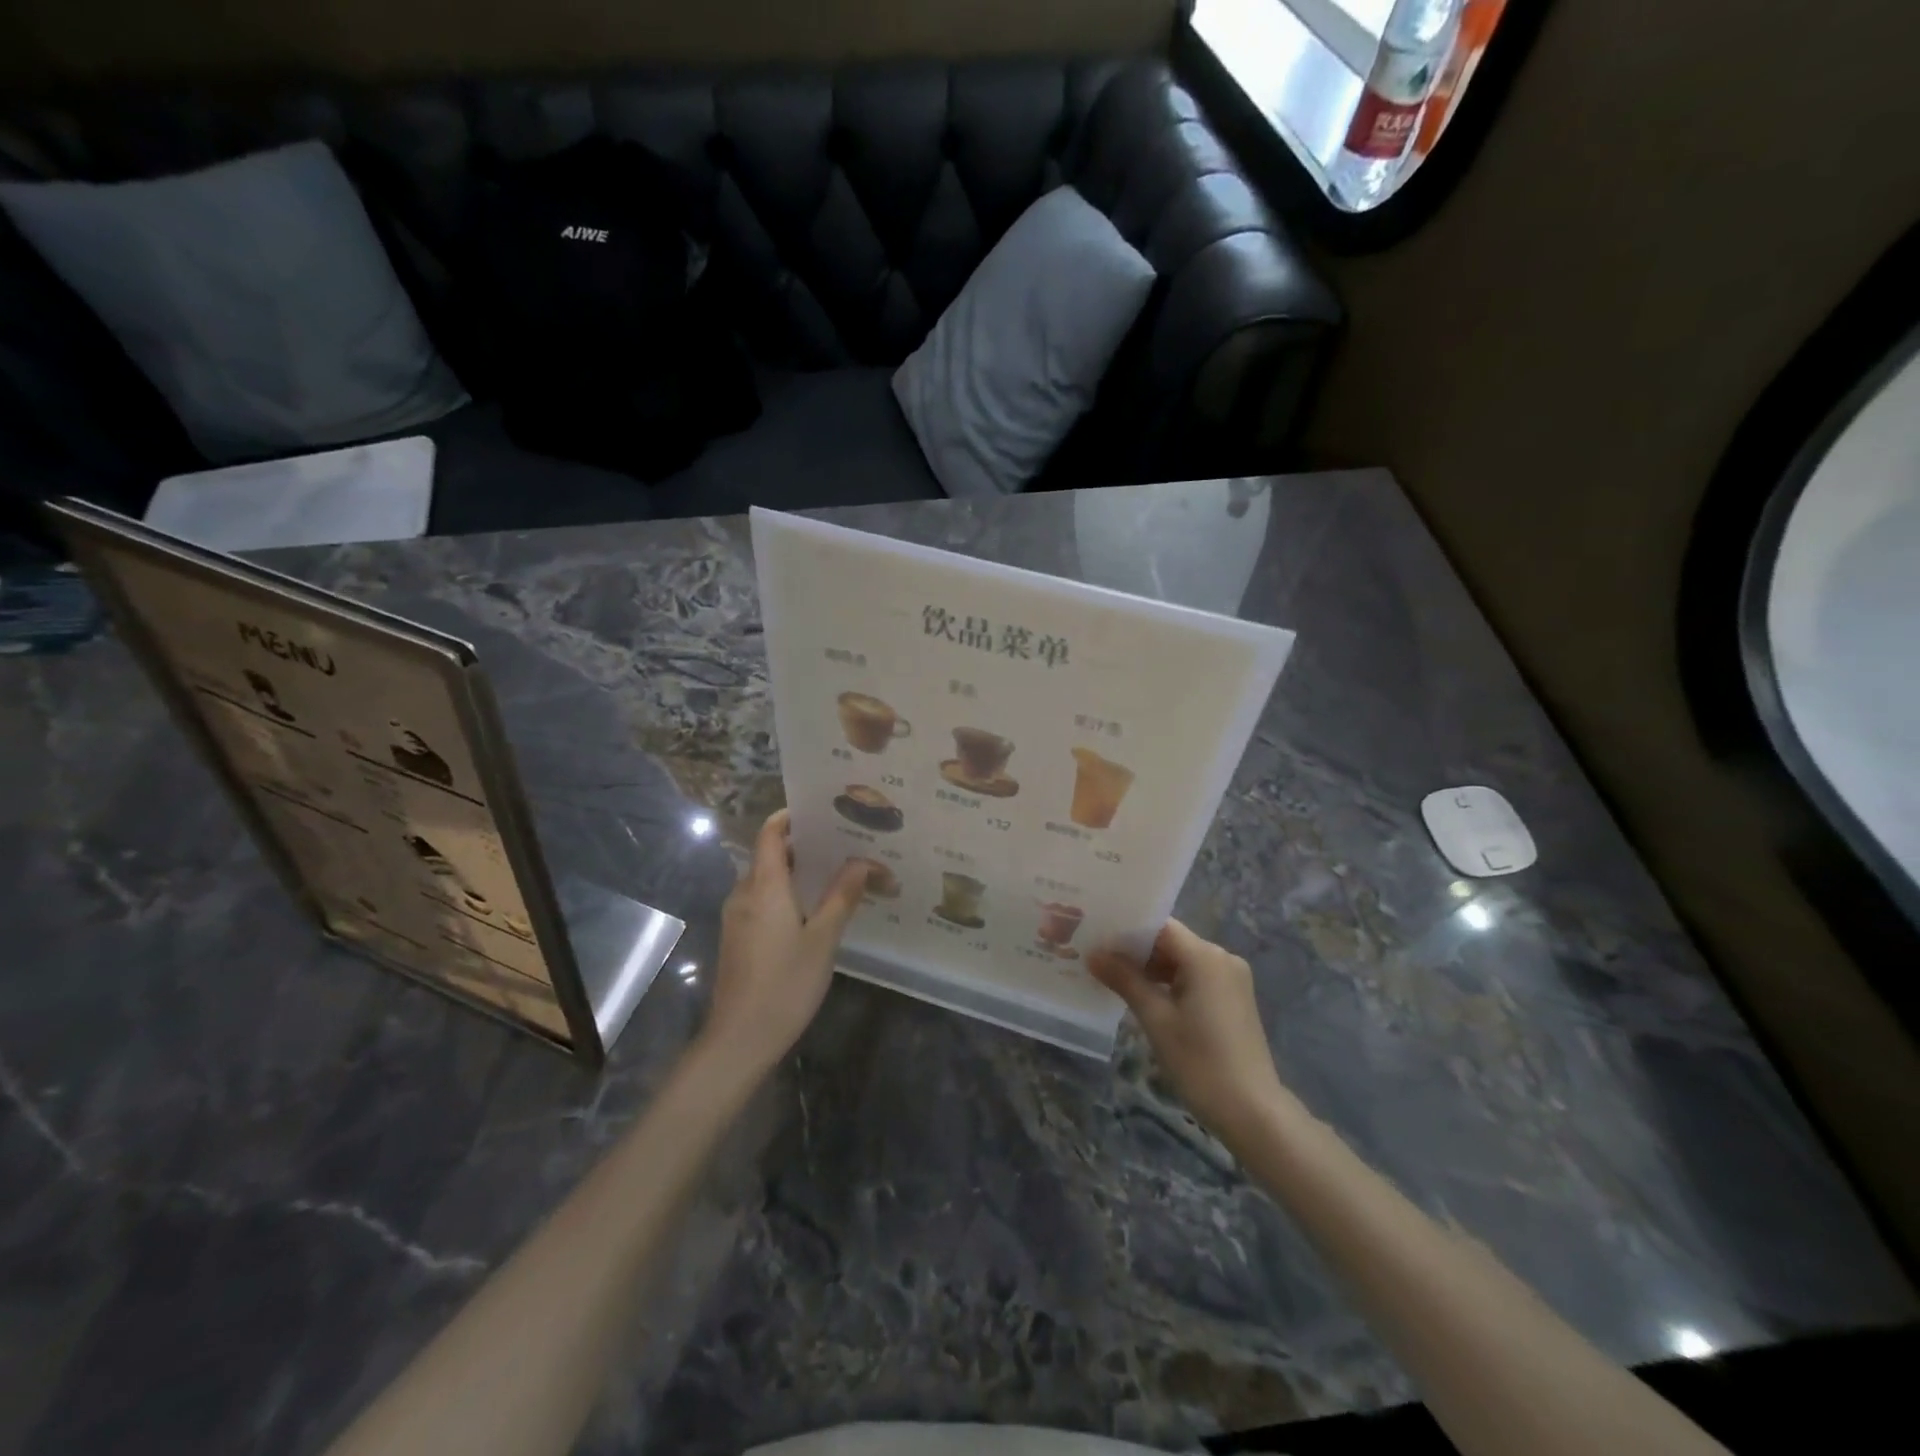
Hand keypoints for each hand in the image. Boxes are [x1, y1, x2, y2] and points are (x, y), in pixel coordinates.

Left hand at [701, 810, 866, 1076]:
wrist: (739, 1040)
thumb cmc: (785, 984)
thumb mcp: (823, 939)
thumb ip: (842, 896)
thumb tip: (862, 861)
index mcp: (763, 886)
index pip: (770, 833)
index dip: (789, 817)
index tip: (820, 811)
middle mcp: (744, 894)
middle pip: (769, 855)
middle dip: (802, 845)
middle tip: (843, 843)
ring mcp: (737, 918)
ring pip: (766, 880)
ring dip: (796, 872)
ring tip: (835, 873)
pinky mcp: (738, 939)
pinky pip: (762, 901)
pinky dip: (786, 894)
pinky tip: (814, 909)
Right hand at [1090, 919, 1287, 1143]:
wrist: (1252, 1112)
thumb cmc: (1200, 1062)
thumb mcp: (1156, 1019)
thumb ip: (1125, 980)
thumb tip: (1094, 953)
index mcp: (1205, 956)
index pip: (1159, 927)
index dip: (1127, 930)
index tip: (1096, 936)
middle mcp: (1222, 958)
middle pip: (1171, 942)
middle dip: (1136, 951)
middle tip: (1097, 957)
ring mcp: (1231, 979)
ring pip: (1182, 961)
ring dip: (1151, 969)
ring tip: (1113, 977)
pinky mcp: (1233, 999)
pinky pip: (1195, 977)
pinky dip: (1170, 983)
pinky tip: (1144, 996)